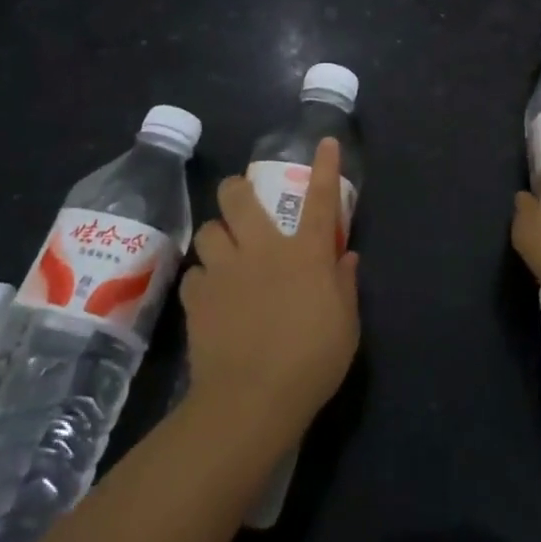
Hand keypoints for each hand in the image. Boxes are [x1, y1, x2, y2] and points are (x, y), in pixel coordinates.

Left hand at [181, 137, 360, 441]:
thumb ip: (345, 285)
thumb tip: (345, 257)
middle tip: (240, 194)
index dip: (324, 166)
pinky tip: (210, 294)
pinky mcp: (198, 298)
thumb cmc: (311, 361)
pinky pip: (195, 275)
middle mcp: (263, 249)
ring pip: (209, 231)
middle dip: (237, 187)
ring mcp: (226, 271)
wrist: (252, 399)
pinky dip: (202, 279)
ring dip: (216, 234)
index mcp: (305, 253)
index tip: (324, 141)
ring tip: (222, 250)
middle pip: (240, 199)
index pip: (320, 198)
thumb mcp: (345, 325)